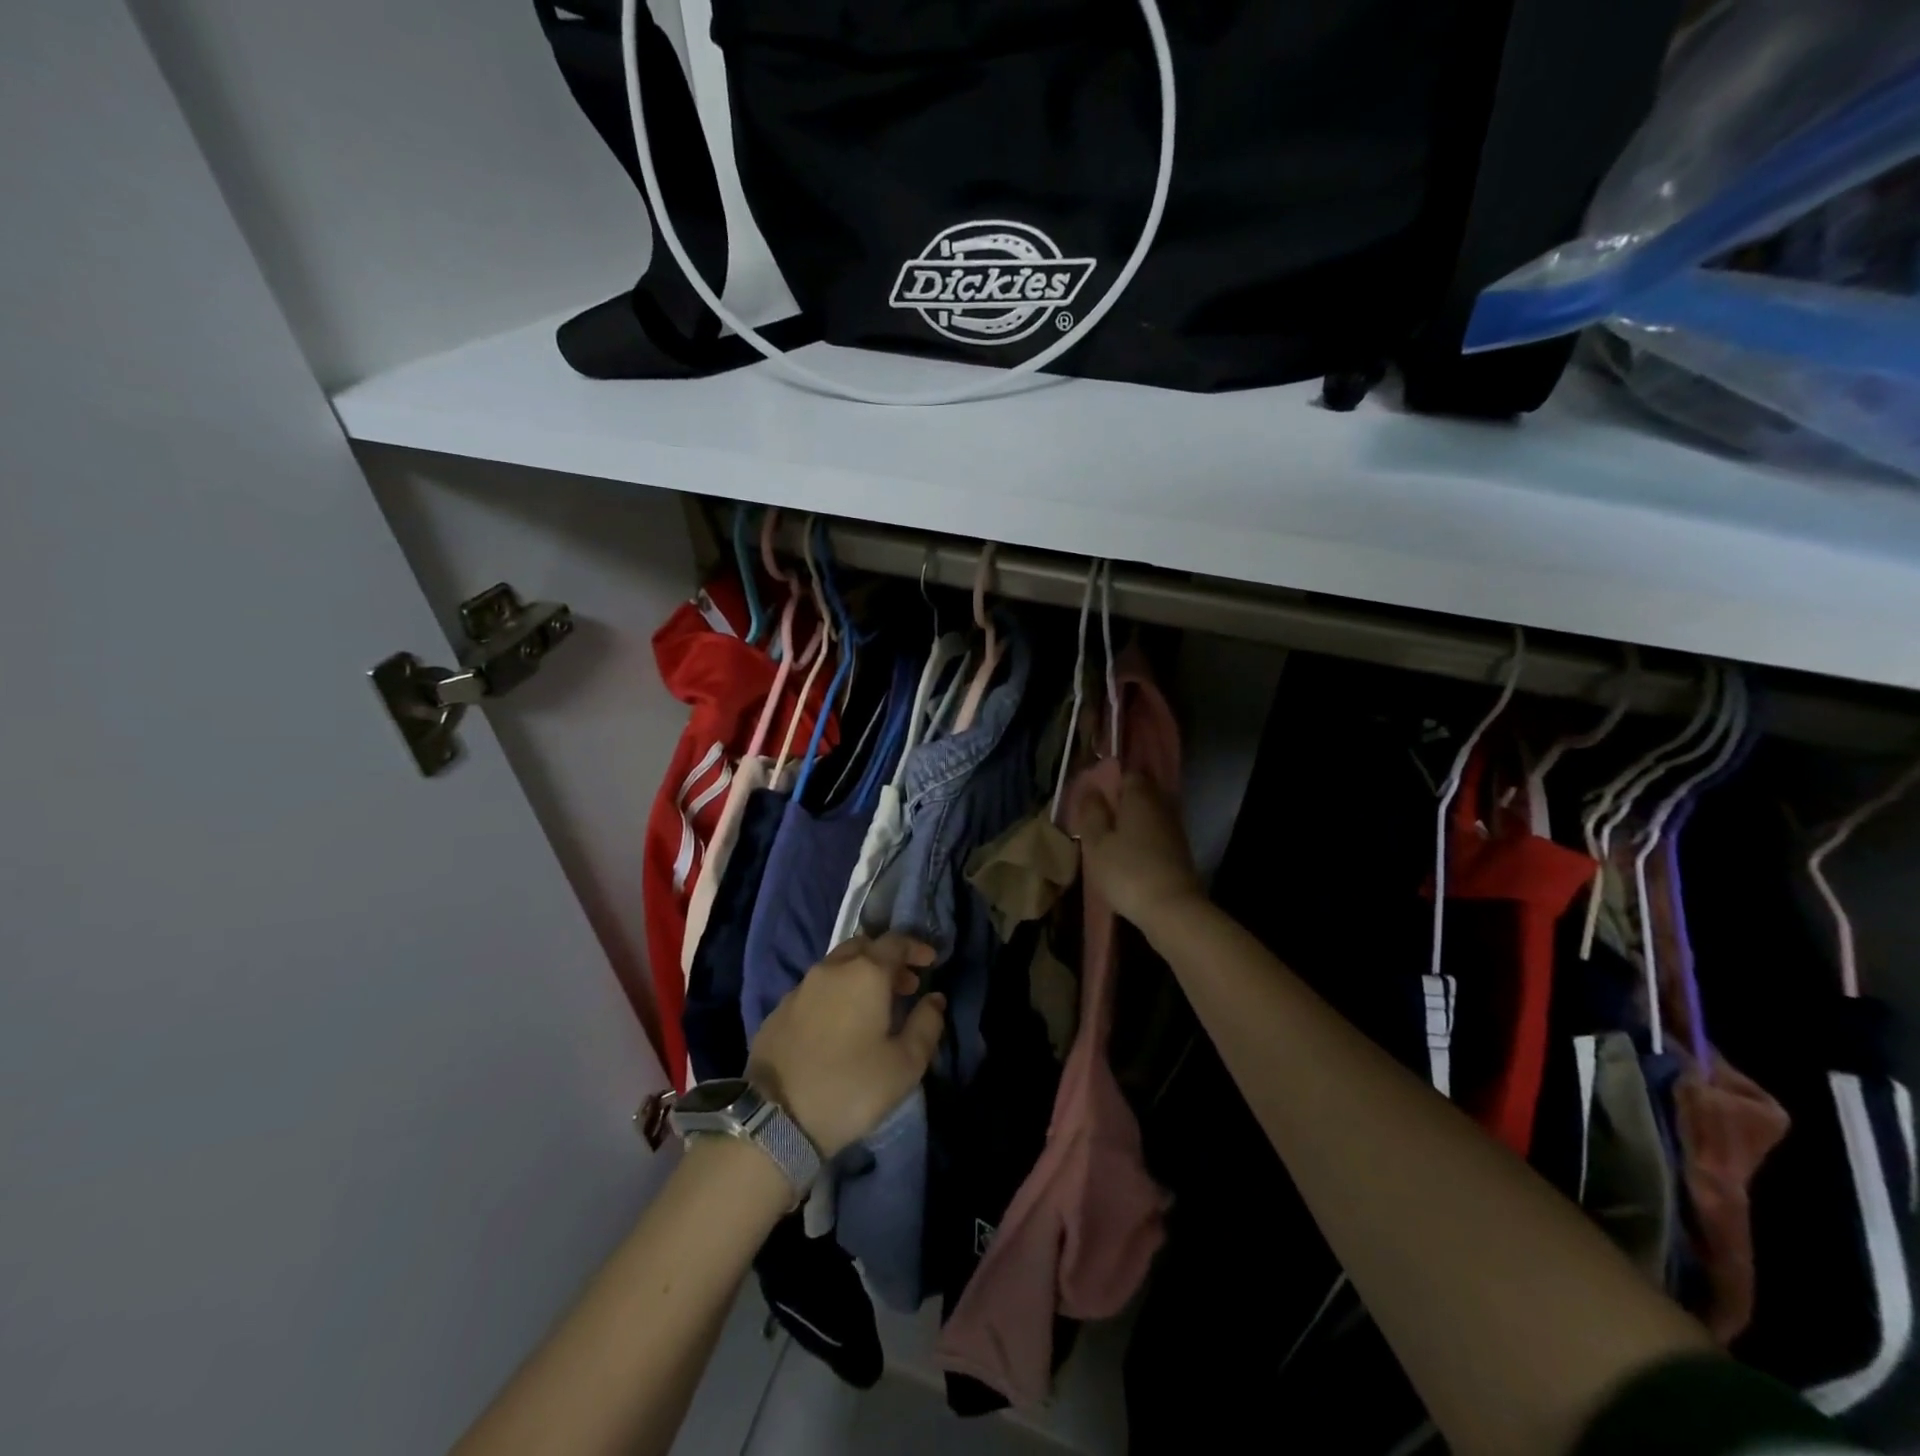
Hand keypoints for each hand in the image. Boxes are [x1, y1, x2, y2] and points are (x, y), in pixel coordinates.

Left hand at [746, 933, 945, 1156]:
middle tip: (904, 985)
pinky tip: (839, 1023)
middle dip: (887, 959)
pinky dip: (835, 993)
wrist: (775, 1119)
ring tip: (874, 1006)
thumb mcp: (905, 1064)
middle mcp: (832, 969)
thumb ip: (926, 1025)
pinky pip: (816, 988)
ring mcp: (801, 987)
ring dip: (860, 974)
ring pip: (837, 965)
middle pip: (864, 946)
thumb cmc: (851, 1088)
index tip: (930, 961)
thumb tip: (935, 999)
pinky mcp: (779, 1009)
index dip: (916, 948)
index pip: (896, 942)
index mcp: (866, 973)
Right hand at [1075, 771, 1203, 935]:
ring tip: (1110, 838)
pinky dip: (1143, 839)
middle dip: (1122, 802)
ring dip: (1132, 823)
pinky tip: (1129, 854)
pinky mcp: (1180, 852)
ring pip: (1149, 815)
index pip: (1127, 775)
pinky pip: (1157, 834)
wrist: (1172, 909)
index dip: (1110, 782)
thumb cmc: (1127, 871)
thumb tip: (1090, 788)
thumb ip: (1092, 813)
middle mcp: (1161, 806)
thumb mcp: (1097, 843)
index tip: (1094, 797)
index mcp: (1140, 796)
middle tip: (1099, 818)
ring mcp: (1174, 829)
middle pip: (1141, 794)